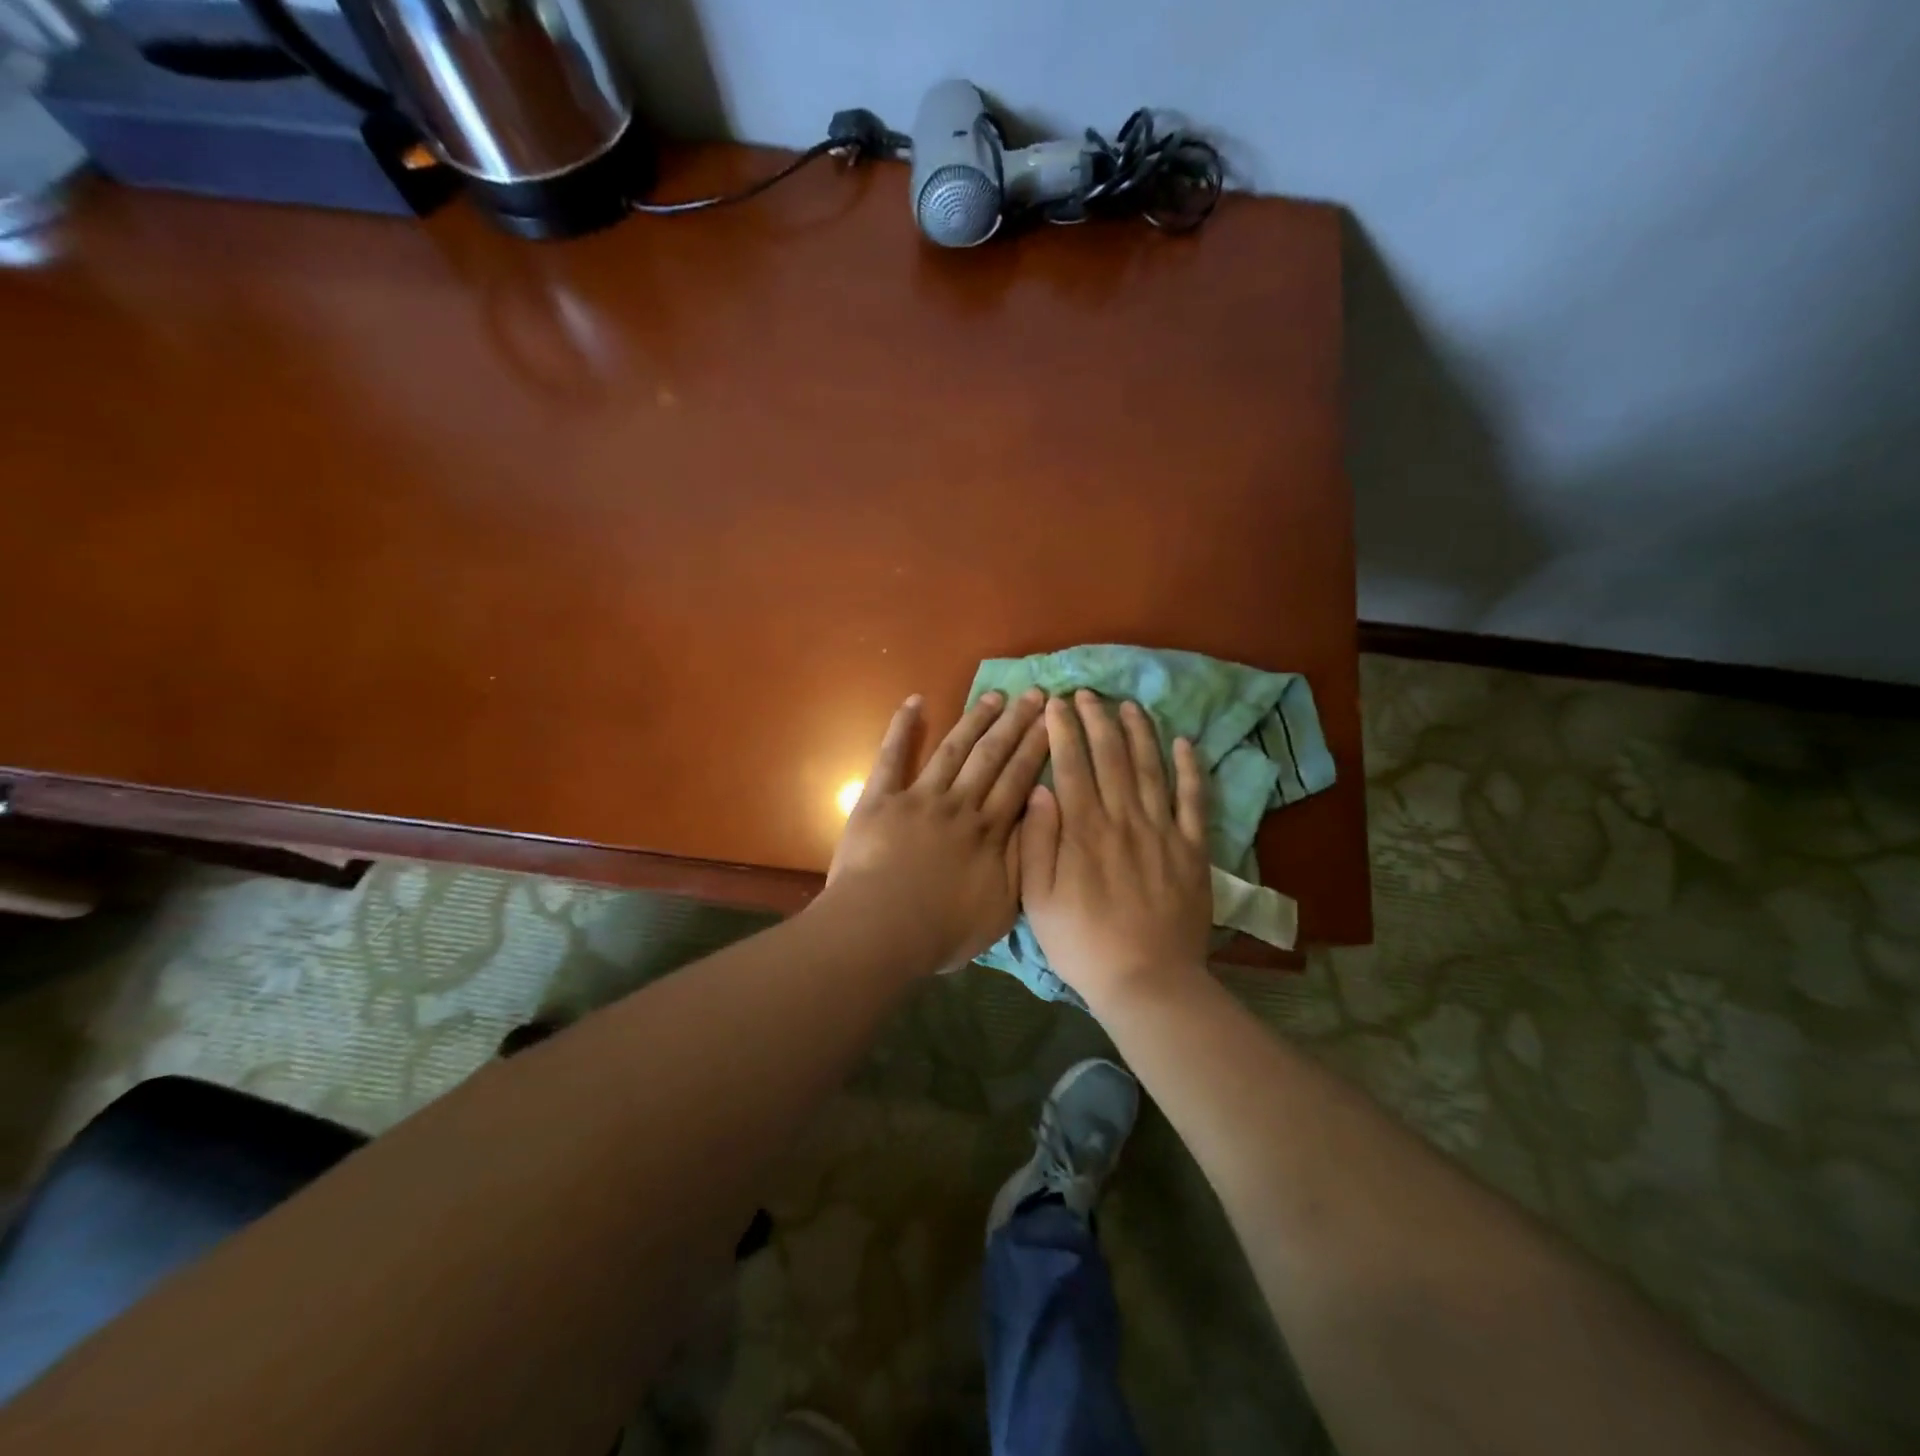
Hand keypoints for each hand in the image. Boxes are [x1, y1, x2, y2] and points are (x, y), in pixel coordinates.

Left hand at [825, 688, 1049, 973]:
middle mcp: (959, 804)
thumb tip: (1041, 819)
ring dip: (975, 720)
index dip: (1038, 748)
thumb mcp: (1002, 908)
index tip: (1053, 720)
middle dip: (1015, 724)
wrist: (882, 929)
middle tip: (1035, 694)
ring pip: (953, 750)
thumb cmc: (942, 929)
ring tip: (995, 696)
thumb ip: (1023, 861)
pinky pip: (891, 757)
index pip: (1020, 780)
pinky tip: (913, 702)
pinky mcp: (881, 799)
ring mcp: (919, 797)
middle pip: (992, 757)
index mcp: (989, 831)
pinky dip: (901, 728)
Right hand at [1019, 692, 1213, 1008]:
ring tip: (1130, 706)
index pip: (1071, 764)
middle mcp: (1123, 818)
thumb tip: (1040, 789)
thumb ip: (1037, 840)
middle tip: (1087, 694)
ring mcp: (1162, 831)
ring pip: (1151, 768)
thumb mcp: (1037, 899)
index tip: (1056, 703)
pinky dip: (1190, 768)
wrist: (1147, 980)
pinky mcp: (1192, 848)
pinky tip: (1184, 743)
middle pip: (1111, 756)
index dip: (1063, 730)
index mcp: (1083, 829)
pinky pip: (1193, 799)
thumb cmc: (1082, 942)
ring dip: (1140, 732)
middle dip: (1097, 719)